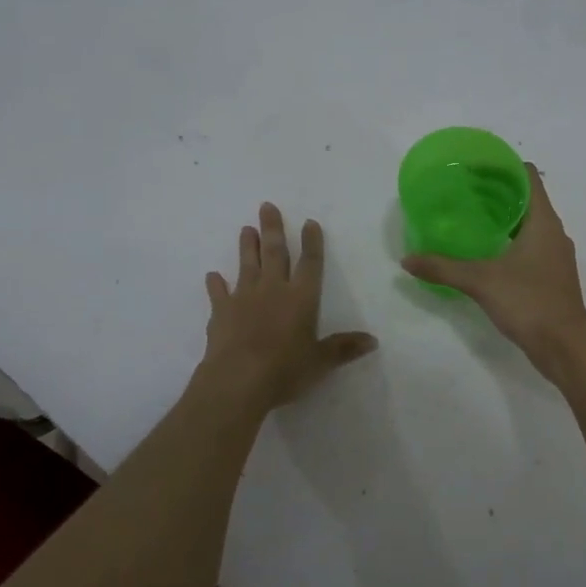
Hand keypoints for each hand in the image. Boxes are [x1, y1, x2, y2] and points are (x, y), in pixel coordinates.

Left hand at [202, 203, 377, 412]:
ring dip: (246, 246)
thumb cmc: (285, 369)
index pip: (310, 264)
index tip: (309, 222)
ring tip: (246, 228)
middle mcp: (273, 290)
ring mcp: (244, 298)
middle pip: (274, 253)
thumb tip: (373, 340)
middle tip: (267, 206)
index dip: (312, 243)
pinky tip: (212, 275)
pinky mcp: (221, 312)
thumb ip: (344, 348)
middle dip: (273, 229)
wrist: (238, 380)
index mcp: (301, 298)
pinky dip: (215, 284)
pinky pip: (218, 293)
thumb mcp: (321, 361)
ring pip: (247, 265)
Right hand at [400, 164, 585, 379]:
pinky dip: (509, 241)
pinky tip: (485, 252)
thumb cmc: (529, 302)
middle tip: (463, 191)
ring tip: (470, 218)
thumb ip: (443, 268)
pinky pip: (529, 246)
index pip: (528, 176)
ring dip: (503, 218)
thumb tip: (407, 260)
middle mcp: (553, 233)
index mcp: (543, 222)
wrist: (565, 347)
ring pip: (529, 224)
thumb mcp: (481, 281)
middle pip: (527, 199)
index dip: (503, 166)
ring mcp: (554, 256)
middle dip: (497, 192)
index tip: (474, 167)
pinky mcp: (551, 276)